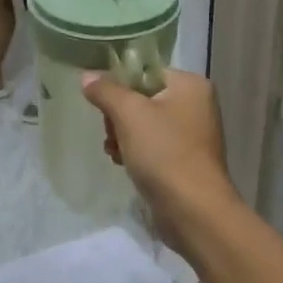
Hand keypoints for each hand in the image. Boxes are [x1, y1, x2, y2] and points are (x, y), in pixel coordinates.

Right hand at [80, 70, 237, 253]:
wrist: (193, 210)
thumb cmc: (164, 153)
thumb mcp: (129, 114)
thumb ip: (106, 91)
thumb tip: (87, 76)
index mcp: (190, 85)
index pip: (145, 72)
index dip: (119, 86)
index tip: (102, 104)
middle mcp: (196, 105)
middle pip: (142, 98)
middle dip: (118, 116)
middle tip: (110, 133)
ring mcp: (192, 134)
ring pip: (143, 124)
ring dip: (122, 136)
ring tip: (114, 152)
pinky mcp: (185, 160)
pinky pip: (152, 146)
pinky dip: (135, 152)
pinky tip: (122, 164)